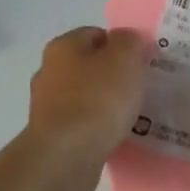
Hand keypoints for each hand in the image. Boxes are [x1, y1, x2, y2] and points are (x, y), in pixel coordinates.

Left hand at [26, 26, 147, 180]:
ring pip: (85, 96)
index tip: (143, 63)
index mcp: (63, 46)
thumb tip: (127, 39)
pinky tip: (115, 137)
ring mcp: (47, 106)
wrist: (66, 156)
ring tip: (132, 116)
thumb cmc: (97, 100)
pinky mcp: (51, 135)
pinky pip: (82, 124)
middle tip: (141, 89)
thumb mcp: (124, 59)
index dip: (122, 45)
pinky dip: (97, 127)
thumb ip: (130, 42)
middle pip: (89, 66)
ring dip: (106, 104)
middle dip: (114, 76)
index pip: (96, 34)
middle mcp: (49, 71)